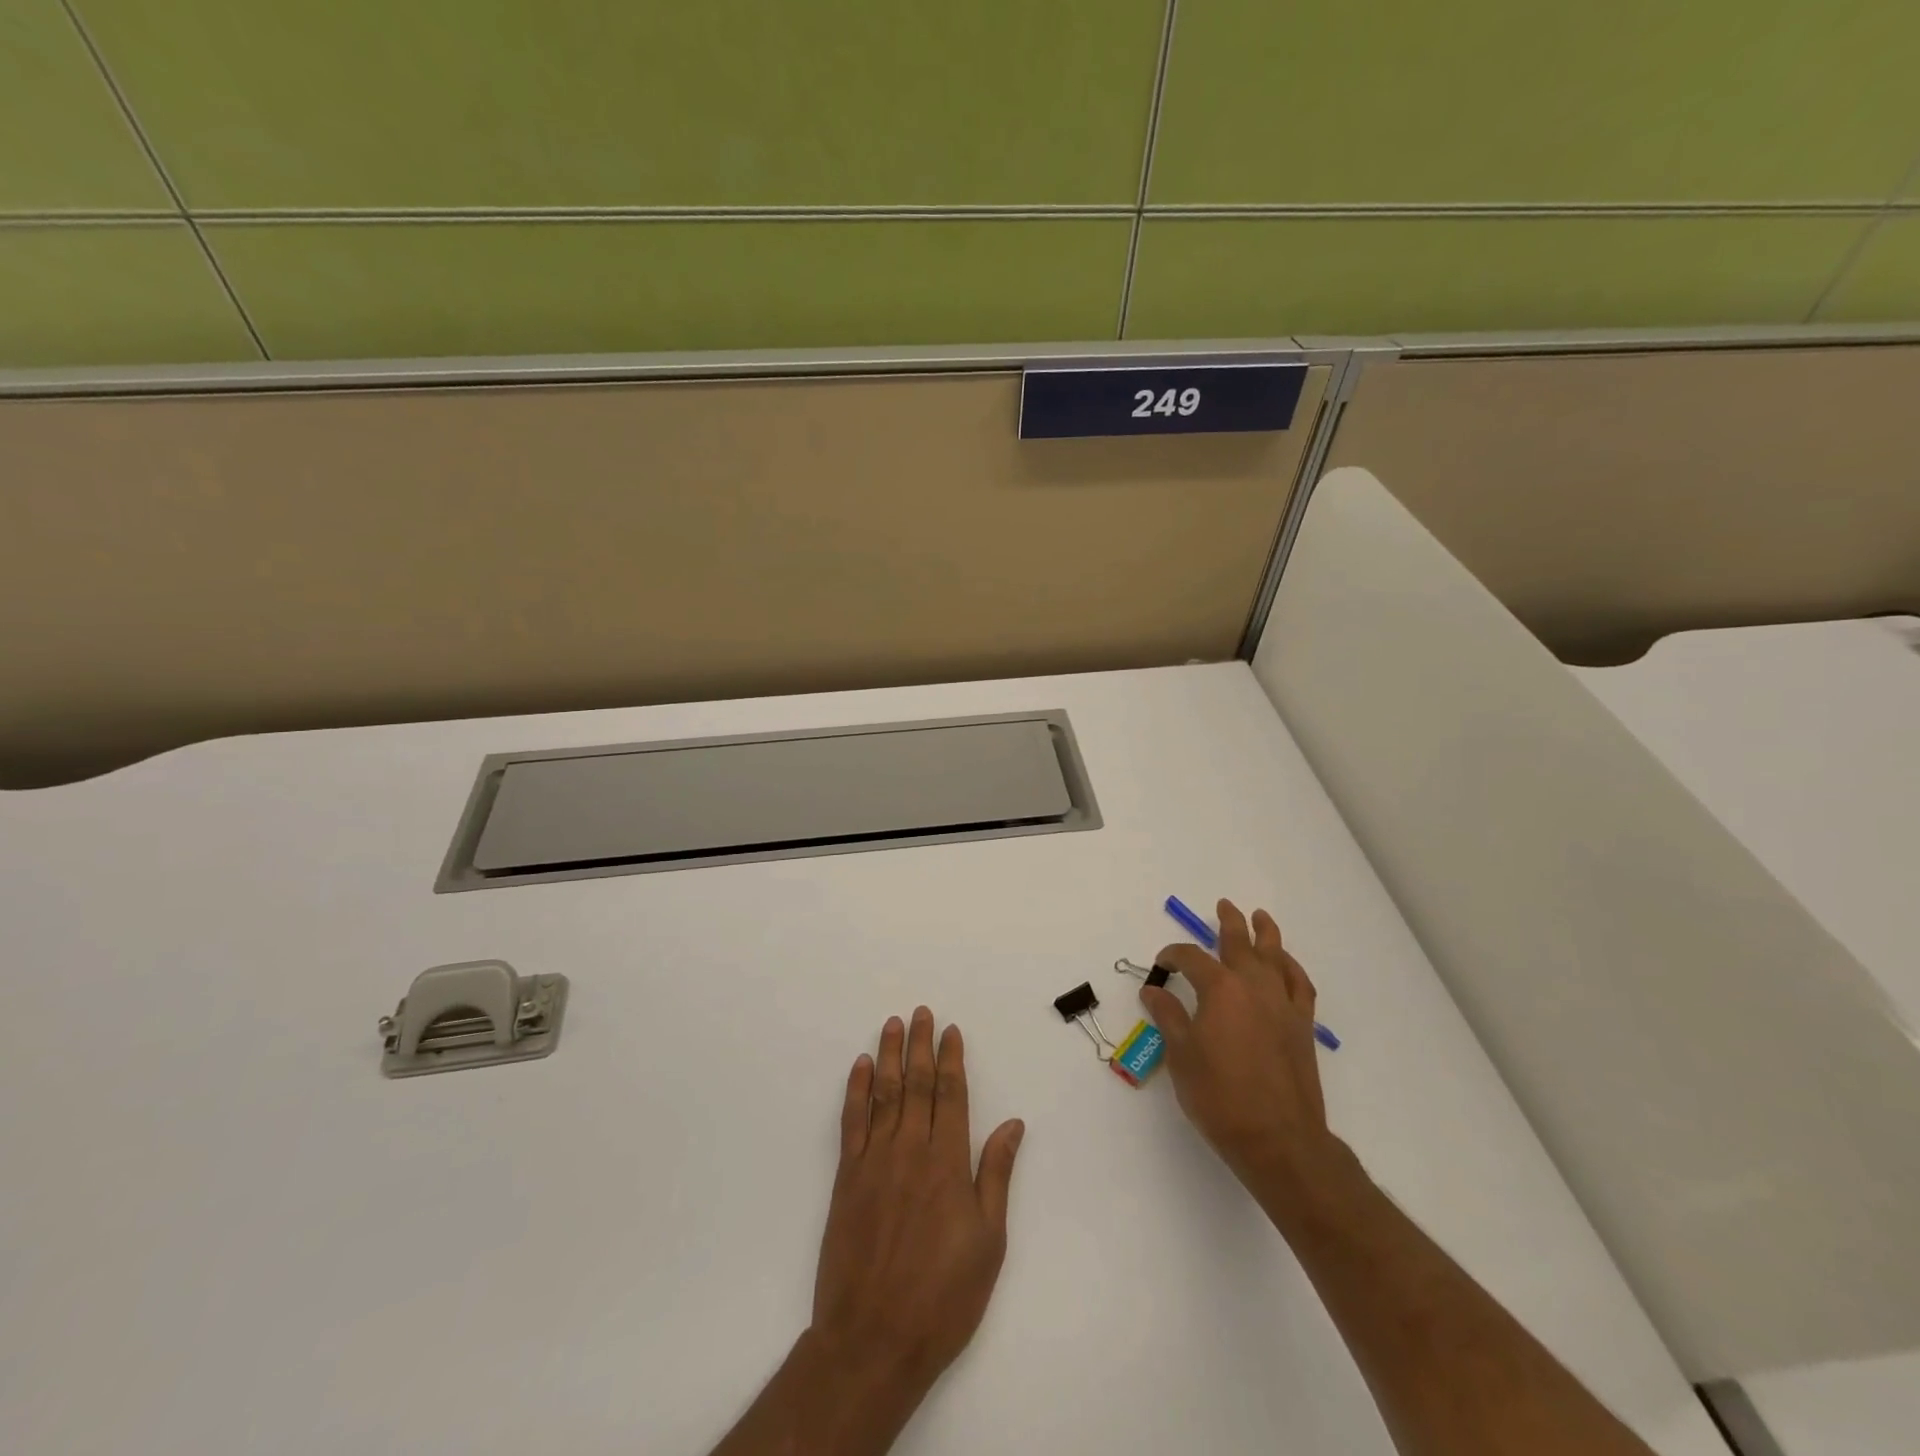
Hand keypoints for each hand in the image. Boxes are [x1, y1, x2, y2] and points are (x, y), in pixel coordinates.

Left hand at [811, 1007, 1025, 1399]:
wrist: (873, 1339)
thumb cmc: (942, 1297)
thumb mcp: (988, 1242)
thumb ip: (996, 1175)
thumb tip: (1013, 1123)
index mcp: (947, 1163)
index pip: (951, 1095)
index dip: (951, 1060)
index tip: (951, 1031)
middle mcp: (911, 1150)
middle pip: (917, 1084)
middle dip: (921, 1045)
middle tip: (922, 1012)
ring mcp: (874, 1161)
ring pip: (884, 1093)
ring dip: (889, 1055)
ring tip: (893, 1024)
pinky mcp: (846, 1178)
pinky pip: (852, 1122)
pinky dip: (857, 1090)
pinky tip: (861, 1066)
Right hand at [1143, 899, 1337, 1191]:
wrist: (1279, 1139)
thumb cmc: (1220, 1097)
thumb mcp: (1182, 1056)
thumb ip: (1168, 1017)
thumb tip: (1153, 990)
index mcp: (1219, 989)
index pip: (1191, 959)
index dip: (1173, 956)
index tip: (1162, 965)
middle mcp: (1253, 986)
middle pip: (1239, 943)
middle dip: (1228, 922)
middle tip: (1223, 905)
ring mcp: (1282, 1004)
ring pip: (1275, 956)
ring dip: (1266, 933)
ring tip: (1260, 917)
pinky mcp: (1302, 1025)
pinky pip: (1300, 985)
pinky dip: (1292, 968)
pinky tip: (1285, 964)